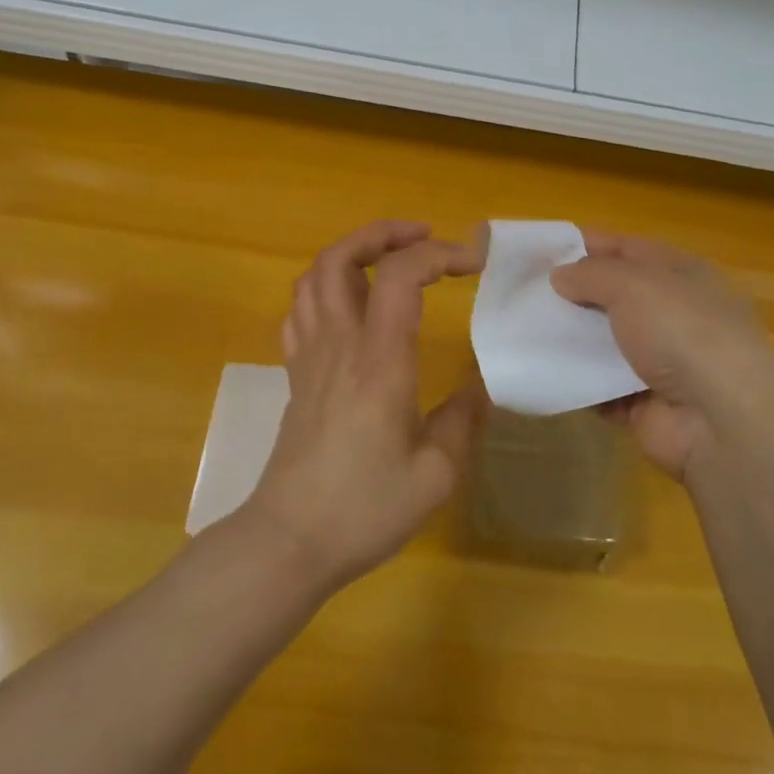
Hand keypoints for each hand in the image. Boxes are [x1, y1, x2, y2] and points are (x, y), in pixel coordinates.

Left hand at [241, 221, 487, 591]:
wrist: (290, 540)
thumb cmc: (364, 508)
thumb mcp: (435, 474)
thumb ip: (463, 420)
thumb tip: (483, 385)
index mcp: (378, 360)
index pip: (401, 276)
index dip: (438, 254)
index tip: (473, 262)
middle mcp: (339, 343)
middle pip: (341, 257)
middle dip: (383, 233)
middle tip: (422, 237)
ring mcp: (309, 355)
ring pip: (313, 276)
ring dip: (351, 252)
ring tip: (388, 259)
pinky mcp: (295, 373)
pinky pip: (300, 310)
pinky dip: (324, 288)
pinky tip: (348, 304)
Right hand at [551, 232, 773, 482]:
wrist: (721, 422)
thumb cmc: (682, 332)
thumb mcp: (632, 284)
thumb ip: (590, 274)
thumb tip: (560, 276)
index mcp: (683, 275)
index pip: (629, 249)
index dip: (589, 245)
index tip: (544, 249)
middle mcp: (676, 314)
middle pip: (615, 296)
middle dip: (574, 293)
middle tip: (526, 291)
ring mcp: (663, 362)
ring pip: (606, 342)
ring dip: (571, 338)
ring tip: (525, 329)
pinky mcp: (646, 404)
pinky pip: (601, 386)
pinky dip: (577, 381)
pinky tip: (543, 370)